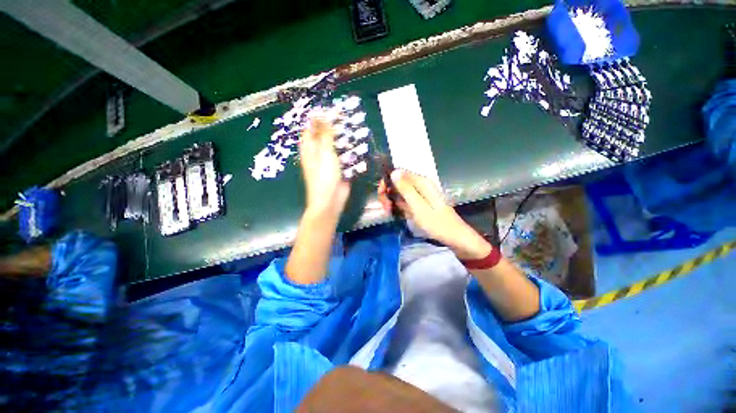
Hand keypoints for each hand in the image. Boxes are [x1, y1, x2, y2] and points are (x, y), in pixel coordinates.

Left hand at [299, 116, 349, 218]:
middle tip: (348, 118)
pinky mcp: (339, 169)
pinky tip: (359, 146)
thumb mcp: (324, 152)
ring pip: (337, 146)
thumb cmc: (324, 176)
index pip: (312, 127)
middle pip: (326, 135)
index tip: (333, 109)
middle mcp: (318, 153)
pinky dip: (351, 152)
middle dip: (336, 127)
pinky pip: (345, 157)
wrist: (330, 201)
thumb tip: (323, 115)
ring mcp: (329, 161)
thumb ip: (325, 134)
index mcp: (309, 148)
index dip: (321, 118)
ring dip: (345, 140)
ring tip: (356, 129)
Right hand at [378, 170, 491, 259]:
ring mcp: (419, 194)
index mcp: (421, 182)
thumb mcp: (418, 206)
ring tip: (389, 212)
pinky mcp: (418, 203)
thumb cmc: (436, 222)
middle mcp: (419, 185)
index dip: (387, 181)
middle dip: (388, 193)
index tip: (382, 195)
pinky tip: (393, 213)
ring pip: (399, 192)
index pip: (398, 173)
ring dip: (391, 200)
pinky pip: (403, 200)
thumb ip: (406, 189)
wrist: (452, 236)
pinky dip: (397, 205)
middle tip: (385, 207)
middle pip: (397, 182)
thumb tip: (393, 172)